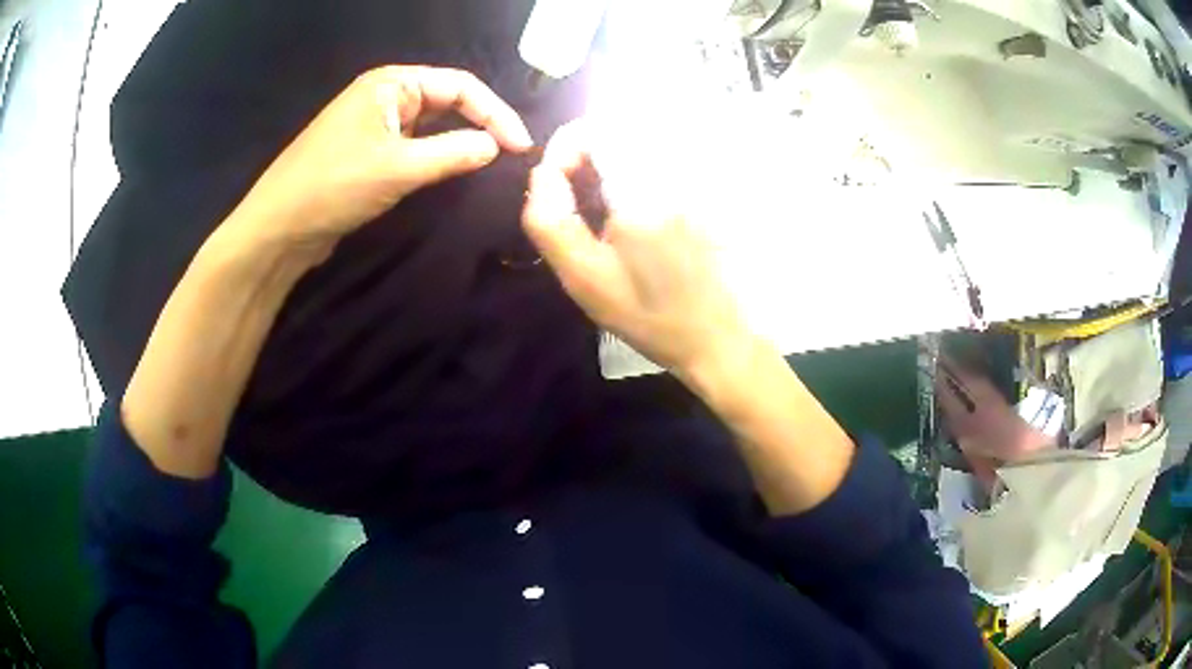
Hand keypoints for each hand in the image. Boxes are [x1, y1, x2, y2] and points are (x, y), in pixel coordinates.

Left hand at [230, 65, 533, 250]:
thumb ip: (453, 153)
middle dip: (481, 123)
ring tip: (490, 161)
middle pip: (447, 100)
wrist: (278, 230)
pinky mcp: (368, 152)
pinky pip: (413, 145)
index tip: (521, 147)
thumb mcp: (398, 167)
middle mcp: (385, 96)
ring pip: (431, 125)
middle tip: (511, 154)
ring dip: (459, 140)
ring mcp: (375, 124)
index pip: (460, 86)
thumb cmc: (334, 187)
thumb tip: (496, 147)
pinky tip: (453, 170)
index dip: (495, 113)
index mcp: (392, 84)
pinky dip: (436, 155)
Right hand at [523, 120, 751, 377]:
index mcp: (642, 190)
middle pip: (616, 130)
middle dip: (583, 156)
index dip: (565, 147)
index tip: (554, 185)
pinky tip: (626, 213)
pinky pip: (655, 161)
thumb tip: (542, 173)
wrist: (713, 334)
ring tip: (598, 210)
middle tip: (573, 202)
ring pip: (635, 143)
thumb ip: (551, 221)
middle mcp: (672, 171)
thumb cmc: (647, 314)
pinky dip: (628, 173)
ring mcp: (691, 178)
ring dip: (605, 164)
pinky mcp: (699, 188)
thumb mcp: (584, 278)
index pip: (597, 129)